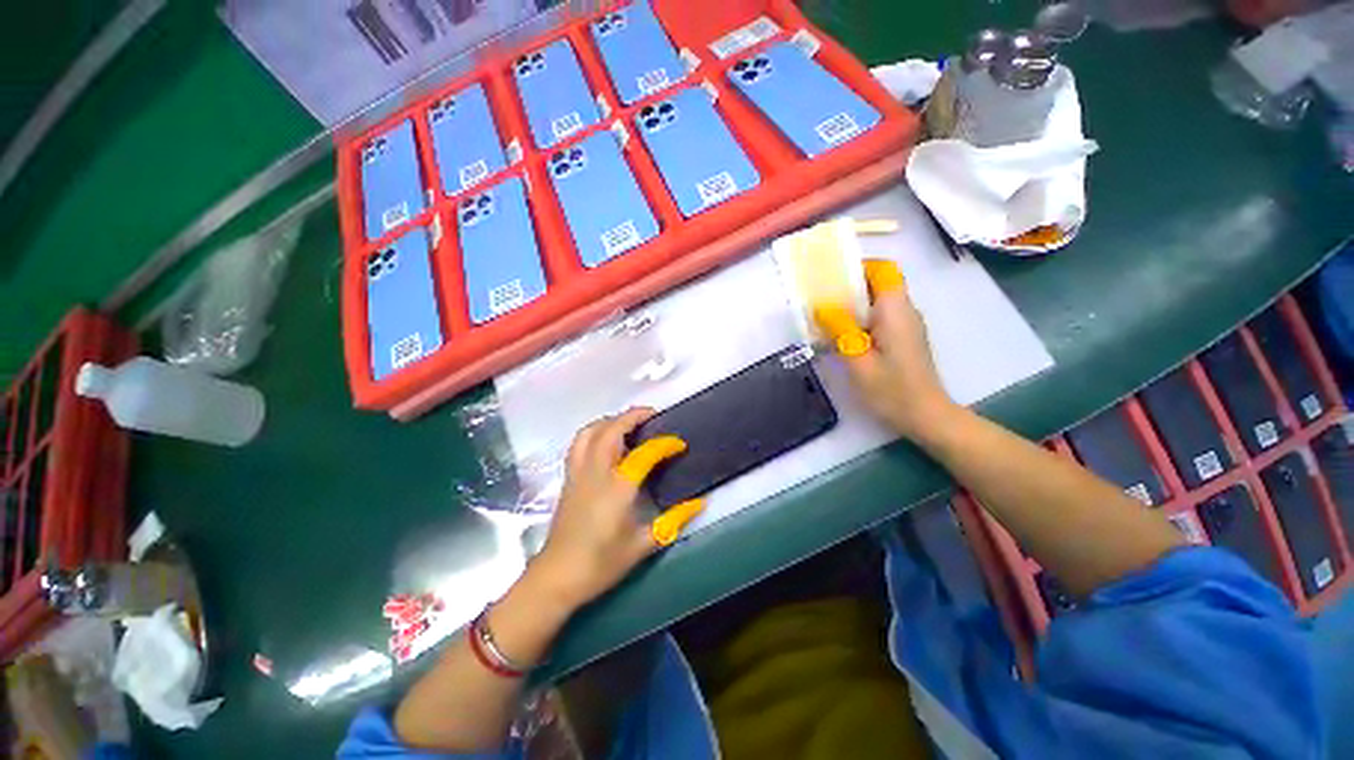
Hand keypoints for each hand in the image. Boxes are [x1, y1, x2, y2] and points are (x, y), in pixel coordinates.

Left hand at [531, 408, 703, 608]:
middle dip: (633, 416)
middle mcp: (596, 472)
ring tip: (628, 423)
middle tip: (653, 415)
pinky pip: (580, 443)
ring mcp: (579, 472)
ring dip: (611, 420)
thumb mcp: (642, 545)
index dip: (664, 444)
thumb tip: (699, 503)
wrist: (558, 576)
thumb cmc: (602, 563)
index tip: (679, 443)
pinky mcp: (569, 478)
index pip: (644, 453)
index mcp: (618, 488)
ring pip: (590, 431)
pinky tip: (606, 441)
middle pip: (611, 430)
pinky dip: (595, 432)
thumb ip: (673, 521)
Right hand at [814, 259, 955, 438]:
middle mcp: (905, 311)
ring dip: (852, 304)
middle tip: (819, 300)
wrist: (925, 416)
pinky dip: (860, 318)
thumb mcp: (858, 362)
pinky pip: (880, 316)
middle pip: (879, 283)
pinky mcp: (903, 337)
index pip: (884, 270)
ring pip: (878, 300)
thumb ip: (840, 330)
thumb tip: (821, 307)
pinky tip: (842, 336)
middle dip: (848, 286)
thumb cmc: (892, 390)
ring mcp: (906, 325)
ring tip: (825, 317)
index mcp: (896, 311)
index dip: (858, 267)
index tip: (831, 278)